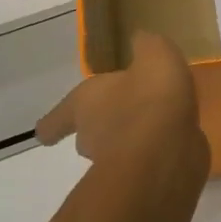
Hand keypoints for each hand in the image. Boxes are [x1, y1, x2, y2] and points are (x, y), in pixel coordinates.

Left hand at [37, 32, 209, 177]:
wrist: (167, 152)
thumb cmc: (150, 97)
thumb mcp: (154, 54)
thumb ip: (146, 46)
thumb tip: (140, 39)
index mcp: (84, 104)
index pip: (57, 119)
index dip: (53, 124)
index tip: (44, 134)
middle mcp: (92, 136)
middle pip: (87, 135)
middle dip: (102, 126)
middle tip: (123, 114)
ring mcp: (116, 164)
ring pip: (117, 151)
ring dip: (131, 142)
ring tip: (157, 127)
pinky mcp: (143, 183)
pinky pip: (146, 165)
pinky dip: (156, 157)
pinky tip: (176, 145)